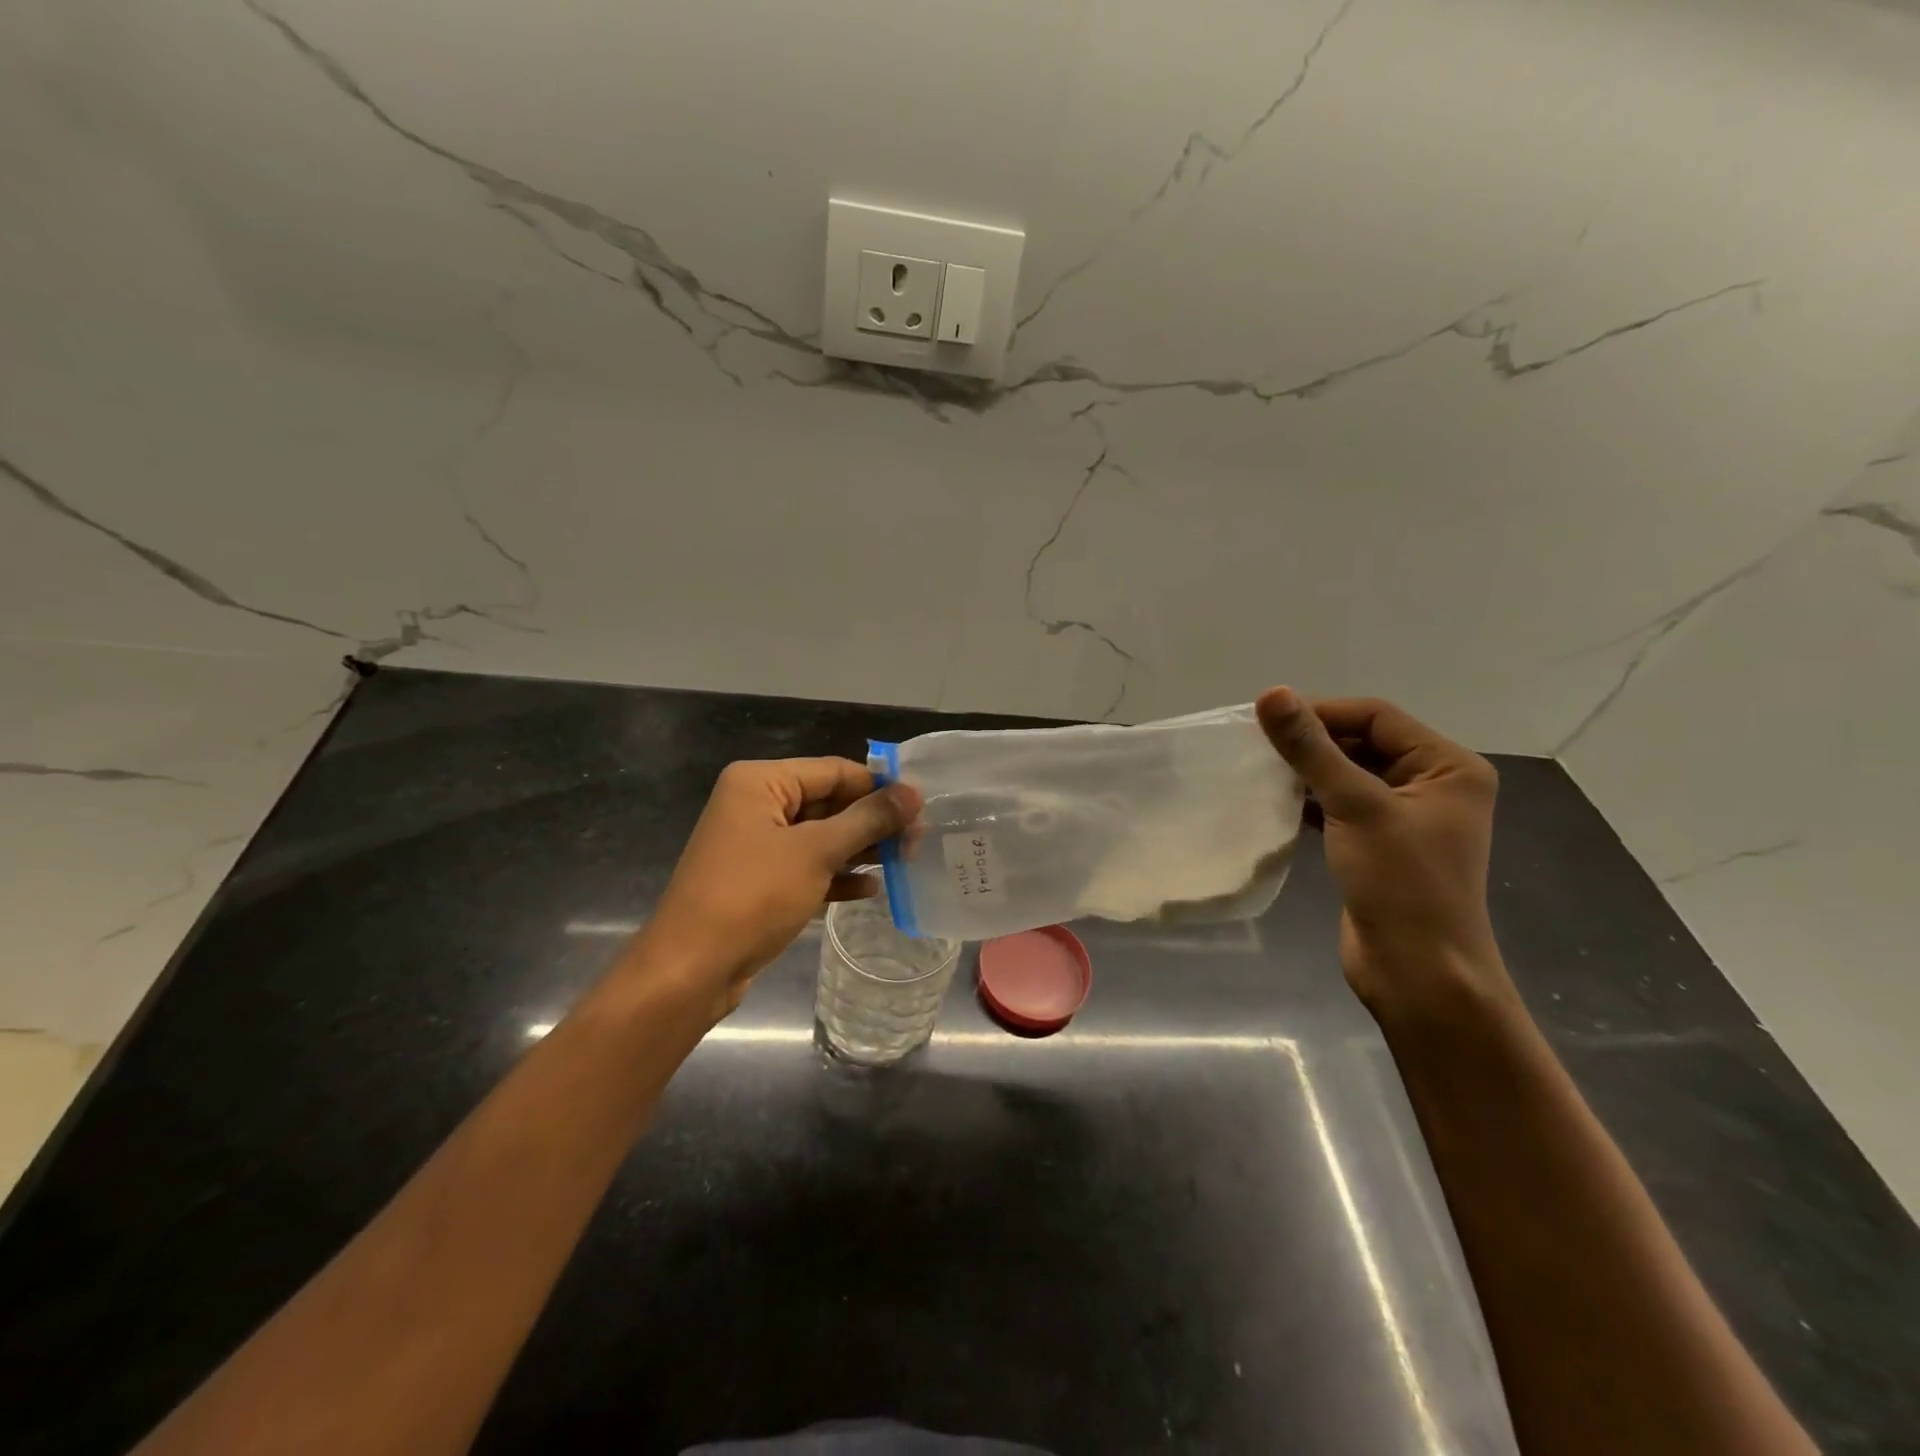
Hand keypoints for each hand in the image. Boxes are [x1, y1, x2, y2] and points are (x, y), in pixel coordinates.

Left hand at [620, 758, 918, 1020]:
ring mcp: (756, 845)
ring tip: (906, 862)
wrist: (690, 970)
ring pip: (820, 837)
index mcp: (760, 782)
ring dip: (860, 850)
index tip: (922, 805)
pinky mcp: (759, 881)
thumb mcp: (816, 852)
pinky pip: (807, 867)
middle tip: (919, 839)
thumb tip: (913, 792)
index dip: (878, 786)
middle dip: (872, 822)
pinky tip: (870, 890)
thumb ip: (867, 820)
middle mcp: (755, 805)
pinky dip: (837, 876)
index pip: (833, 770)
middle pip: (828, 803)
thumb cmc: (752, 896)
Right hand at [1256, 688, 1514, 1020]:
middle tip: (1257, 747)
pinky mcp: (1379, 844)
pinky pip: (1340, 806)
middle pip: (1362, 743)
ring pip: (1347, 775)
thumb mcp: (1356, 807)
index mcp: (1448, 767)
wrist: (1418, 973)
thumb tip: (1272, 694)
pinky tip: (1275, 804)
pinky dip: (1310, 801)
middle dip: (1312, 743)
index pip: (1377, 717)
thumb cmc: (1401, 884)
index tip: (1266, 720)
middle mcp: (1433, 785)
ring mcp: (1405, 817)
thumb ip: (1311, 750)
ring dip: (1307, 772)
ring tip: (1260, 772)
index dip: (1322, 712)